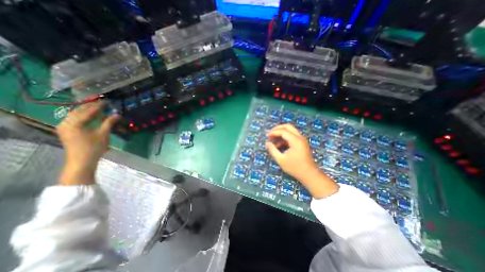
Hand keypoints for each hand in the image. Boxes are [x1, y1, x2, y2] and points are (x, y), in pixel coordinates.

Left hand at [57, 101, 118, 185]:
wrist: (81, 161)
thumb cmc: (94, 147)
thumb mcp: (103, 134)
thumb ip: (109, 122)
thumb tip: (117, 114)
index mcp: (75, 123)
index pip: (88, 111)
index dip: (98, 106)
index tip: (106, 101)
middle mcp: (66, 123)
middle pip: (78, 111)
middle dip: (90, 107)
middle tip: (101, 103)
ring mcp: (63, 127)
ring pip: (74, 115)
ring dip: (85, 111)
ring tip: (96, 109)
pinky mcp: (65, 131)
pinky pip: (73, 119)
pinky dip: (82, 116)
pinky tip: (89, 116)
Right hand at [263, 125, 337, 198]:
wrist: (309, 174)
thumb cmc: (294, 167)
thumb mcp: (280, 159)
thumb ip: (272, 150)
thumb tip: (267, 142)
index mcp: (295, 140)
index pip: (283, 131)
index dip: (273, 132)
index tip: (266, 136)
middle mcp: (300, 137)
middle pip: (288, 126)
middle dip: (277, 128)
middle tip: (270, 133)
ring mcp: (302, 140)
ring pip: (290, 130)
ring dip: (281, 133)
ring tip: (273, 139)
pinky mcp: (302, 143)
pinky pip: (292, 136)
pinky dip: (285, 138)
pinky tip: (279, 145)